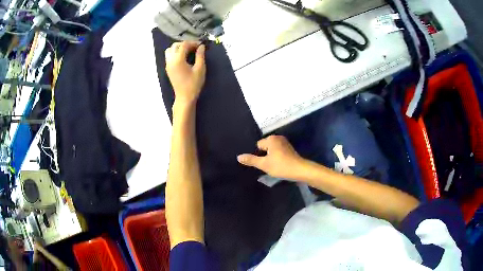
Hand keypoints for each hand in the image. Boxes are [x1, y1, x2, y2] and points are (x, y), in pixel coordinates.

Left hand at [165, 41, 205, 105]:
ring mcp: (168, 64)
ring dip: (179, 47)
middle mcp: (170, 60)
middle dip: (186, 44)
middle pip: (175, 45)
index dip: (193, 43)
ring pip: (170, 50)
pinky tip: (183, 57)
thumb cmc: (193, 84)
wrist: (184, 97)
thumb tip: (201, 46)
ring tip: (188, 51)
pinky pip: (169, 56)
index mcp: (178, 60)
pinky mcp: (168, 68)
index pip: (184, 45)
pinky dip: (175, 53)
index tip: (201, 45)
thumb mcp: (200, 69)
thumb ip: (200, 56)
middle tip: (195, 47)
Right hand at [237, 135, 304, 179]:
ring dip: (271, 157)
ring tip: (274, 166)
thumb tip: (238, 157)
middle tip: (269, 165)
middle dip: (265, 155)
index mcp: (271, 139)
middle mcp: (278, 138)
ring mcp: (285, 142)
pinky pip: (278, 151)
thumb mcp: (264, 164)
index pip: (258, 145)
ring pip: (272, 150)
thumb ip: (251, 160)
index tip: (264, 163)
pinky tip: (280, 164)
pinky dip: (278, 157)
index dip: (259, 155)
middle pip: (265, 147)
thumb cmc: (281, 166)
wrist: (300, 170)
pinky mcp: (290, 148)